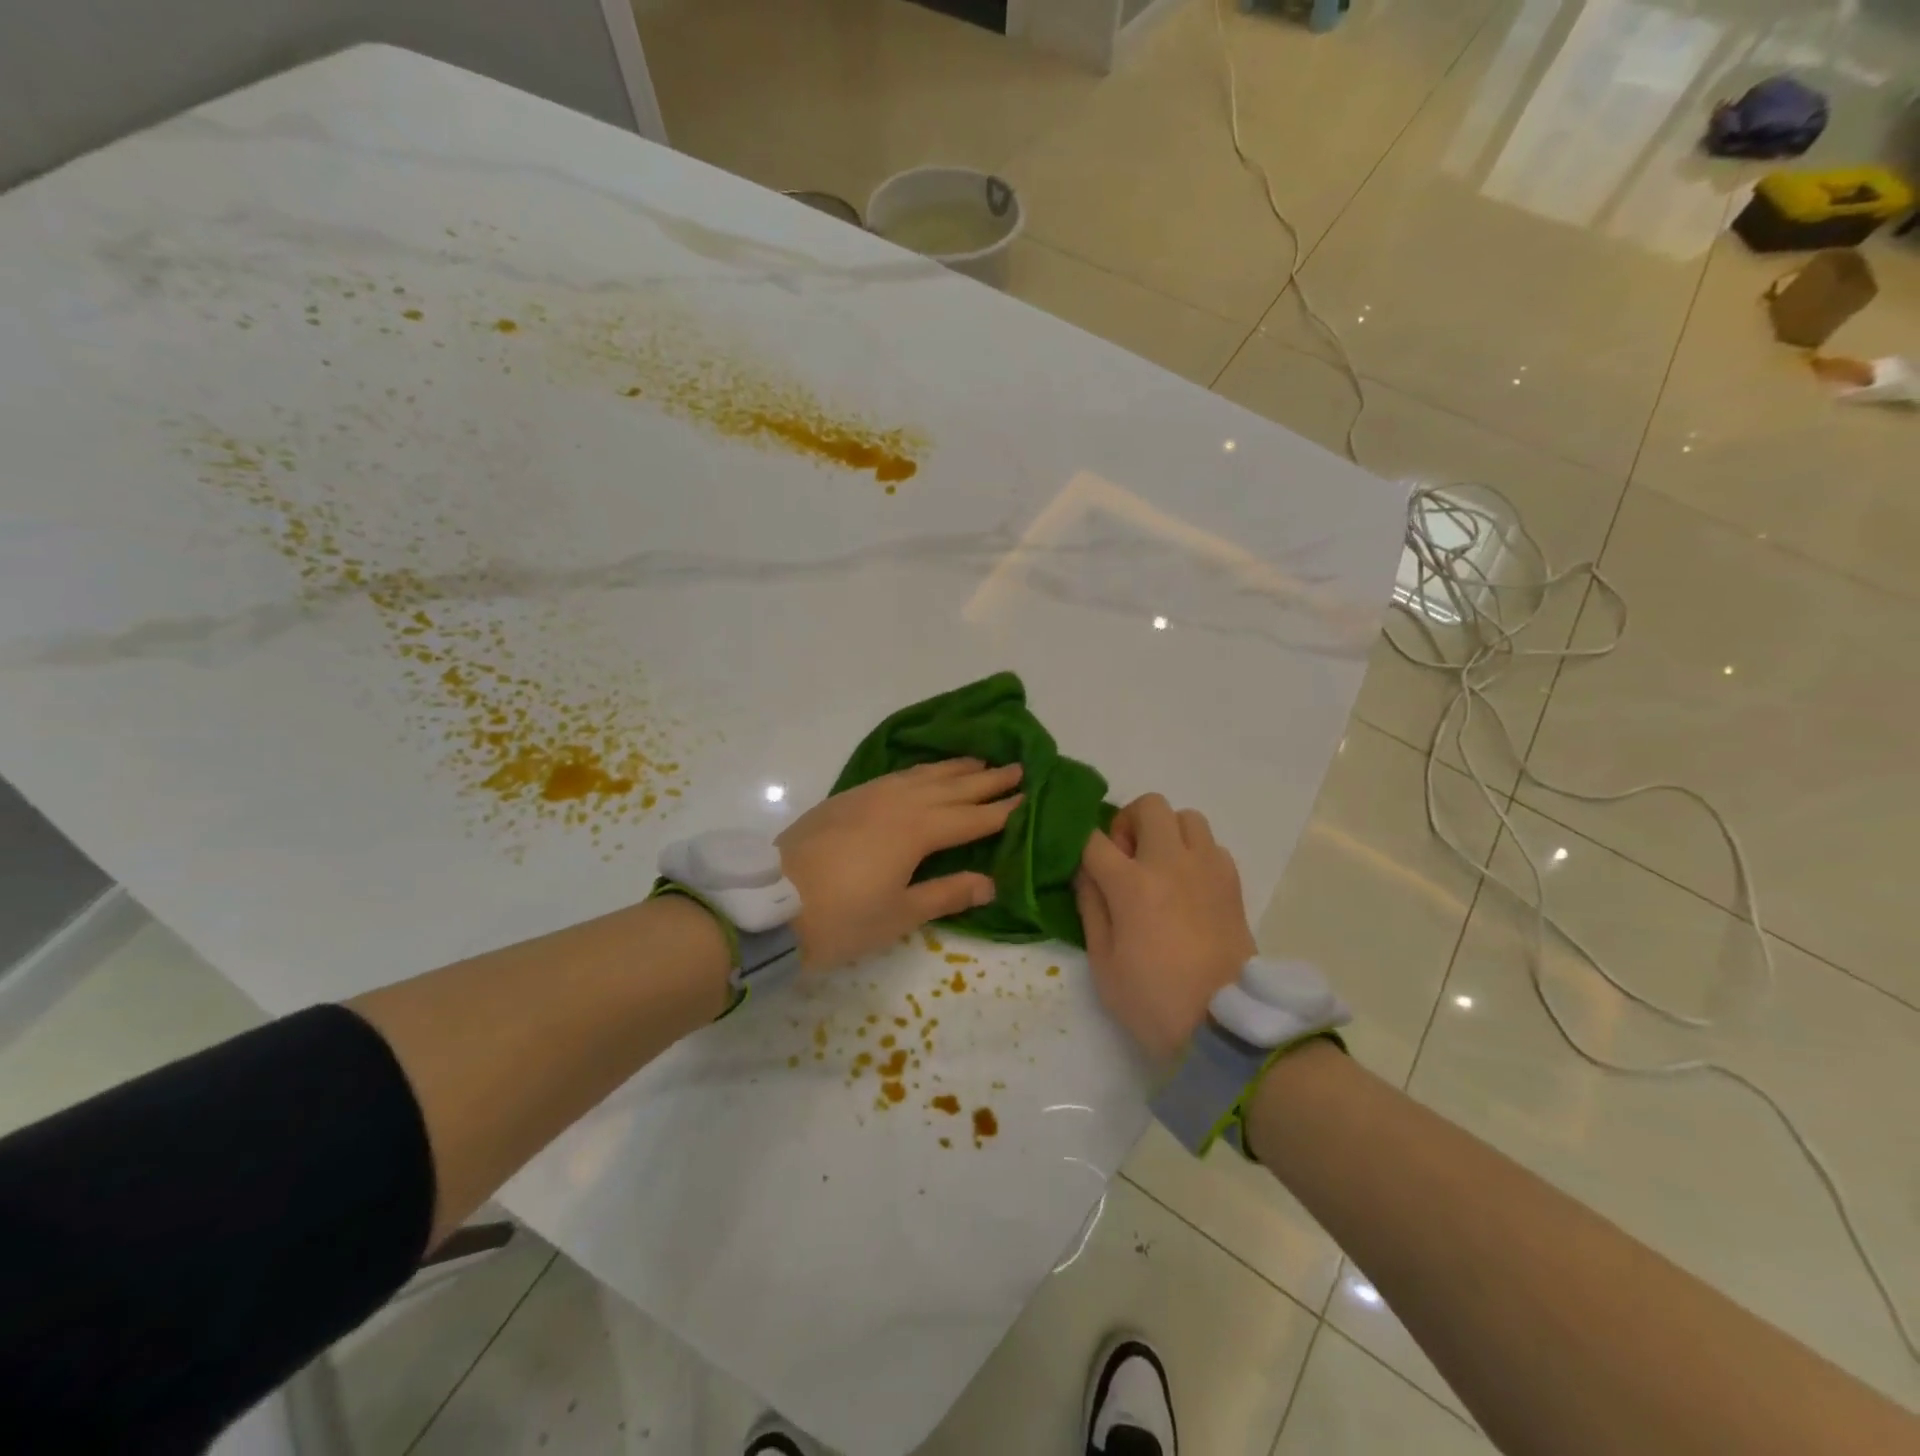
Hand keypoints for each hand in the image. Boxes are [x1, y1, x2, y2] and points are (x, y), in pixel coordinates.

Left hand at [777, 759, 1022, 970]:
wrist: (769, 906)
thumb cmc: (841, 918)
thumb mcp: (900, 914)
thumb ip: (947, 893)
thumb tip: (990, 882)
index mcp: (916, 830)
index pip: (970, 817)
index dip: (1000, 810)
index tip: (1027, 797)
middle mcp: (897, 803)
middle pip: (951, 787)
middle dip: (985, 779)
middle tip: (1017, 767)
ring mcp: (868, 796)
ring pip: (921, 775)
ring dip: (953, 768)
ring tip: (978, 760)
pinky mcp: (845, 799)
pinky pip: (895, 776)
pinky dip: (919, 771)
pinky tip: (923, 774)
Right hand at [1073, 793, 1255, 1059]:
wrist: (1224, 1026)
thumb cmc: (1153, 1000)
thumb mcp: (1103, 962)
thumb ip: (1091, 907)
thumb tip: (1086, 873)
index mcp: (1132, 884)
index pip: (1094, 840)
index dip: (1080, 845)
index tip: (1080, 864)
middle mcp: (1171, 863)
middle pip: (1149, 806)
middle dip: (1128, 822)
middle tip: (1125, 858)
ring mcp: (1207, 870)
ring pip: (1187, 817)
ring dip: (1166, 832)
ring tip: (1159, 867)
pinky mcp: (1232, 883)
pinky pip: (1211, 845)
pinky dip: (1195, 853)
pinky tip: (1187, 886)